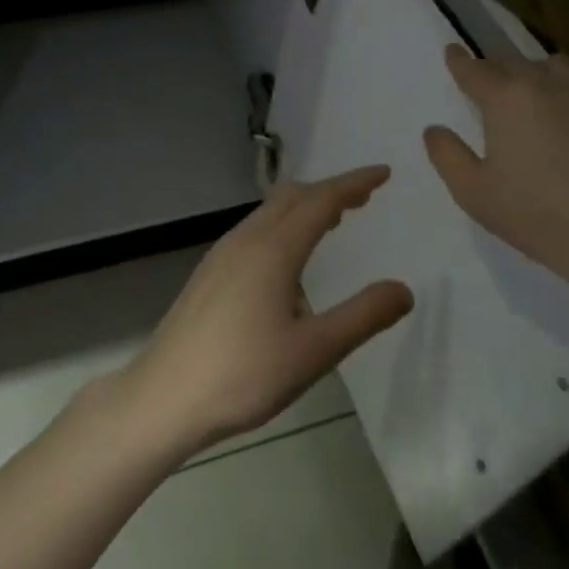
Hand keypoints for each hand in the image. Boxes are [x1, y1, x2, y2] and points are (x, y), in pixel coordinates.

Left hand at [119, 166, 411, 455]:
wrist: (165, 396)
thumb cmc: (244, 374)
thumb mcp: (314, 351)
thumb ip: (362, 317)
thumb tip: (404, 289)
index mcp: (274, 249)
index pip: (322, 200)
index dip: (354, 183)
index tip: (383, 173)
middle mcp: (246, 239)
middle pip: (292, 196)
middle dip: (330, 190)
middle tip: (363, 199)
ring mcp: (222, 254)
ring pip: (269, 211)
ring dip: (304, 207)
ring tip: (332, 222)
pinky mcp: (209, 272)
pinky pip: (254, 230)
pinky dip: (282, 225)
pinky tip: (288, 259)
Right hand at [423, 45, 568, 304]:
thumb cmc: (534, 213)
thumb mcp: (472, 191)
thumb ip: (447, 155)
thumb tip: (434, 129)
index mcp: (506, 97)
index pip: (475, 69)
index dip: (459, 60)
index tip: (451, 50)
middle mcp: (545, 84)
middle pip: (513, 61)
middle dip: (494, 67)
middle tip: (484, 80)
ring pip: (553, 66)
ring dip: (533, 71)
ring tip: (527, 91)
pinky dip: (562, 92)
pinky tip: (562, 119)